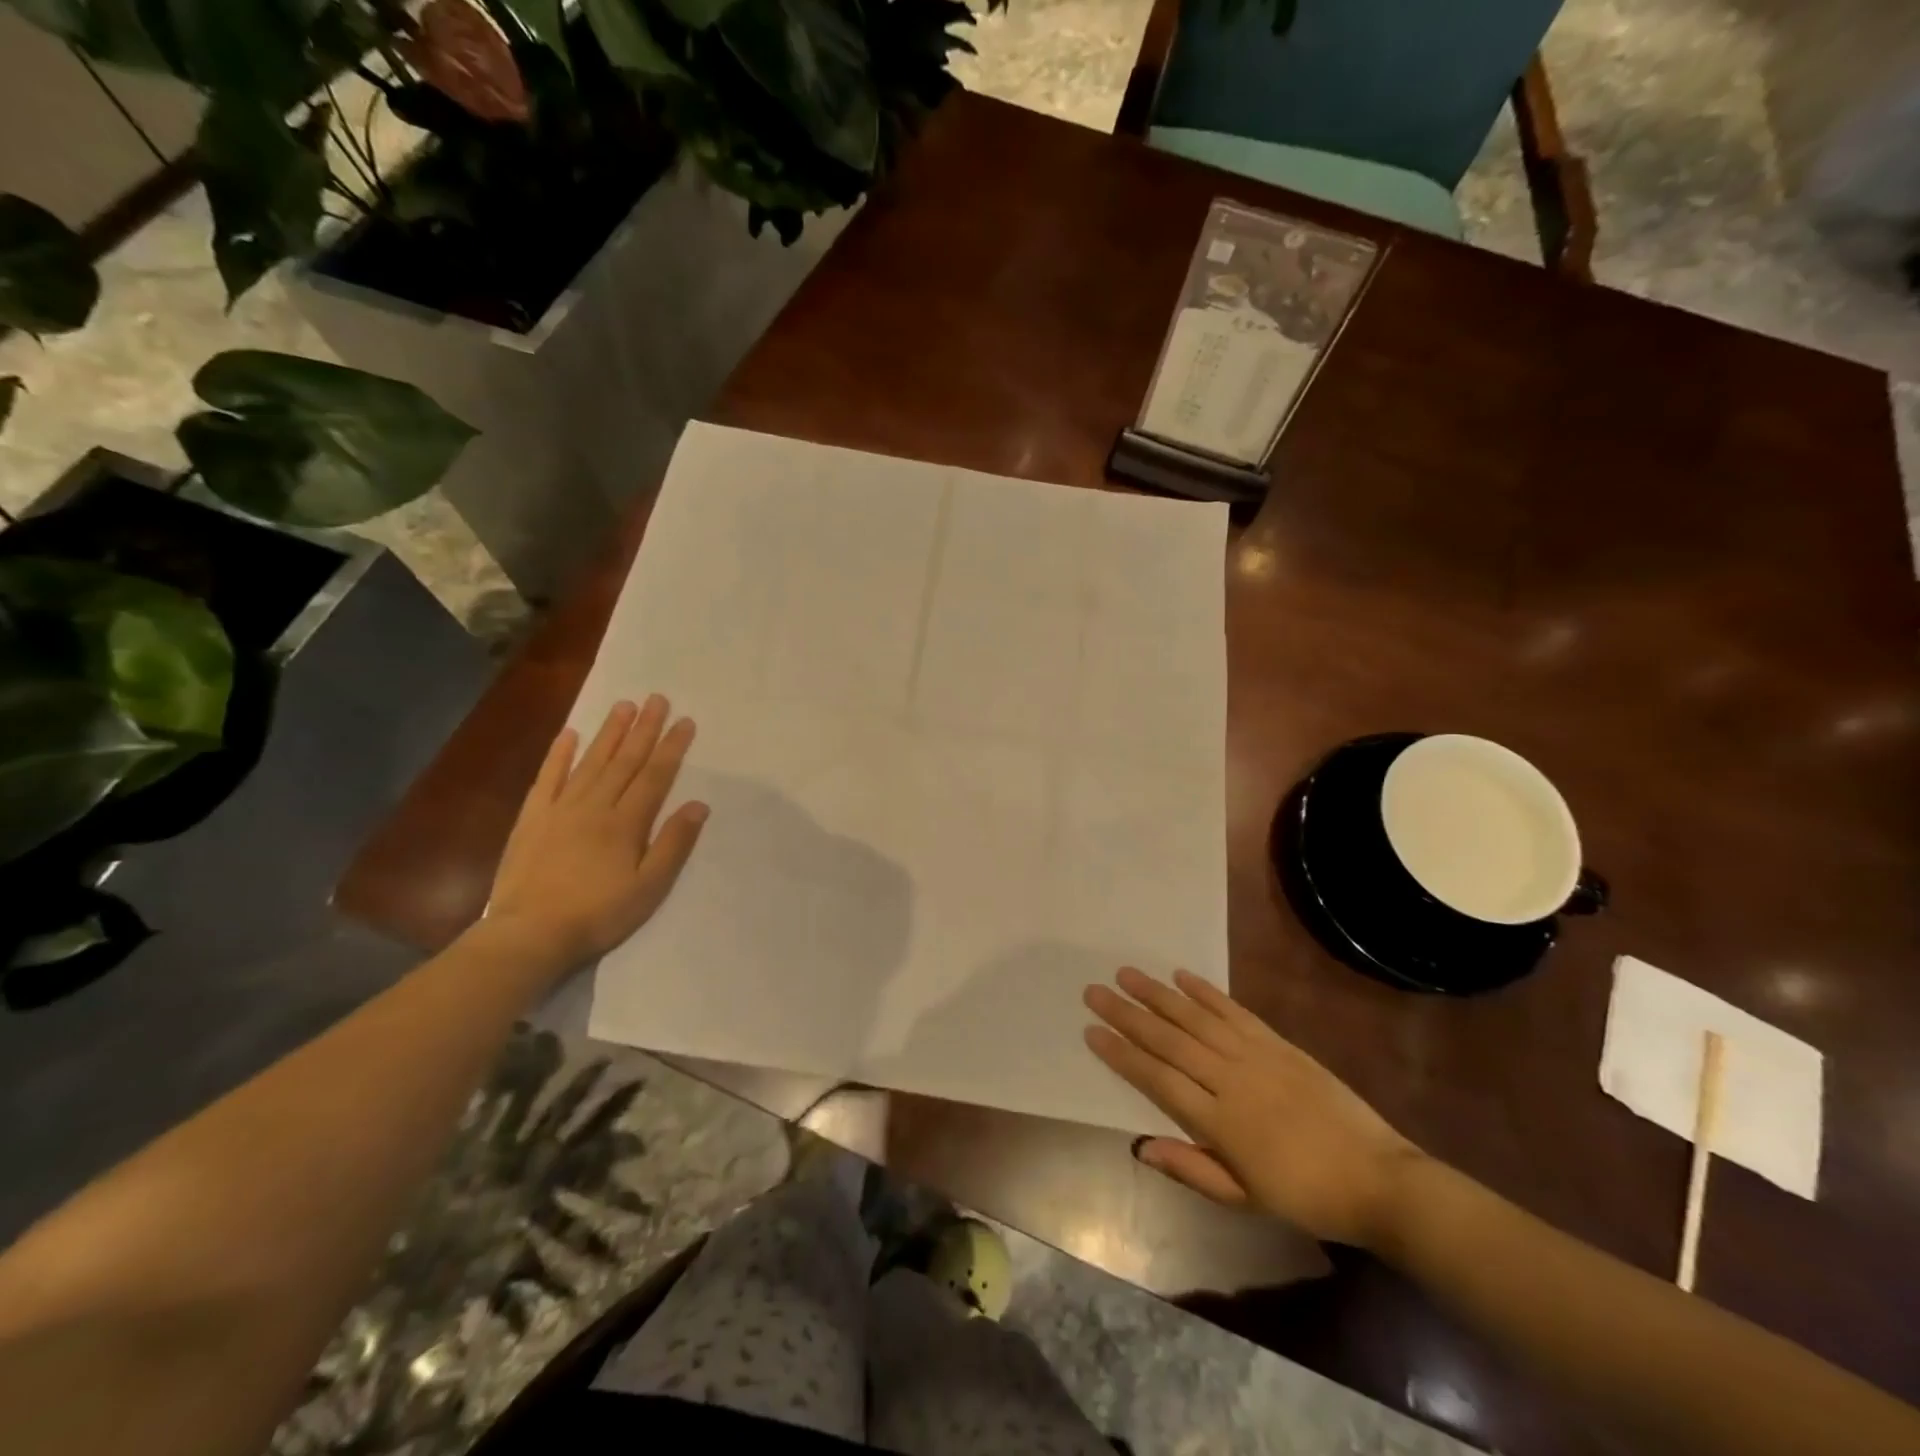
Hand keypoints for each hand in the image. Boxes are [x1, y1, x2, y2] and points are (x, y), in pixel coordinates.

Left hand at [487, 697, 707, 970]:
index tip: (685, 721)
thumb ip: (673, 844)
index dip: (671, 747)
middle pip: (624, 760)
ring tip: (624, 705)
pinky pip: (549, 778)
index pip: (655, 776)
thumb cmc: (599, 914)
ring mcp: (561, 809)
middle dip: (644, 729)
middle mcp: (595, 806)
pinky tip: (570, 734)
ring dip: (609, 733)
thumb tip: (698, 805)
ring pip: (591, 762)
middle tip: (657, 699)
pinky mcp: (533, 819)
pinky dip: (559, 755)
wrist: (529, 934)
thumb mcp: (649, 888)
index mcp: (626, 823)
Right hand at [1084, 968, 1421, 1247]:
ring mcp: (1256, 1056)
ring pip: (1196, 1019)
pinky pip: (1235, 1012)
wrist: (1378, 1179)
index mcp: (1219, 1122)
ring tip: (1127, 974)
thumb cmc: (1305, 1196)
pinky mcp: (1278, 1043)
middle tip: (1095, 991)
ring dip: (1158, 994)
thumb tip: (1140, 1146)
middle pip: (1169, 1041)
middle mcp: (1230, 1080)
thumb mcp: (1245, 1199)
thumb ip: (1191, 1169)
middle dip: (1128, 1014)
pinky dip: (1207, 992)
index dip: (1122, 1054)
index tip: (1092, 1031)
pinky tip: (1182, 976)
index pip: (1158, 1080)